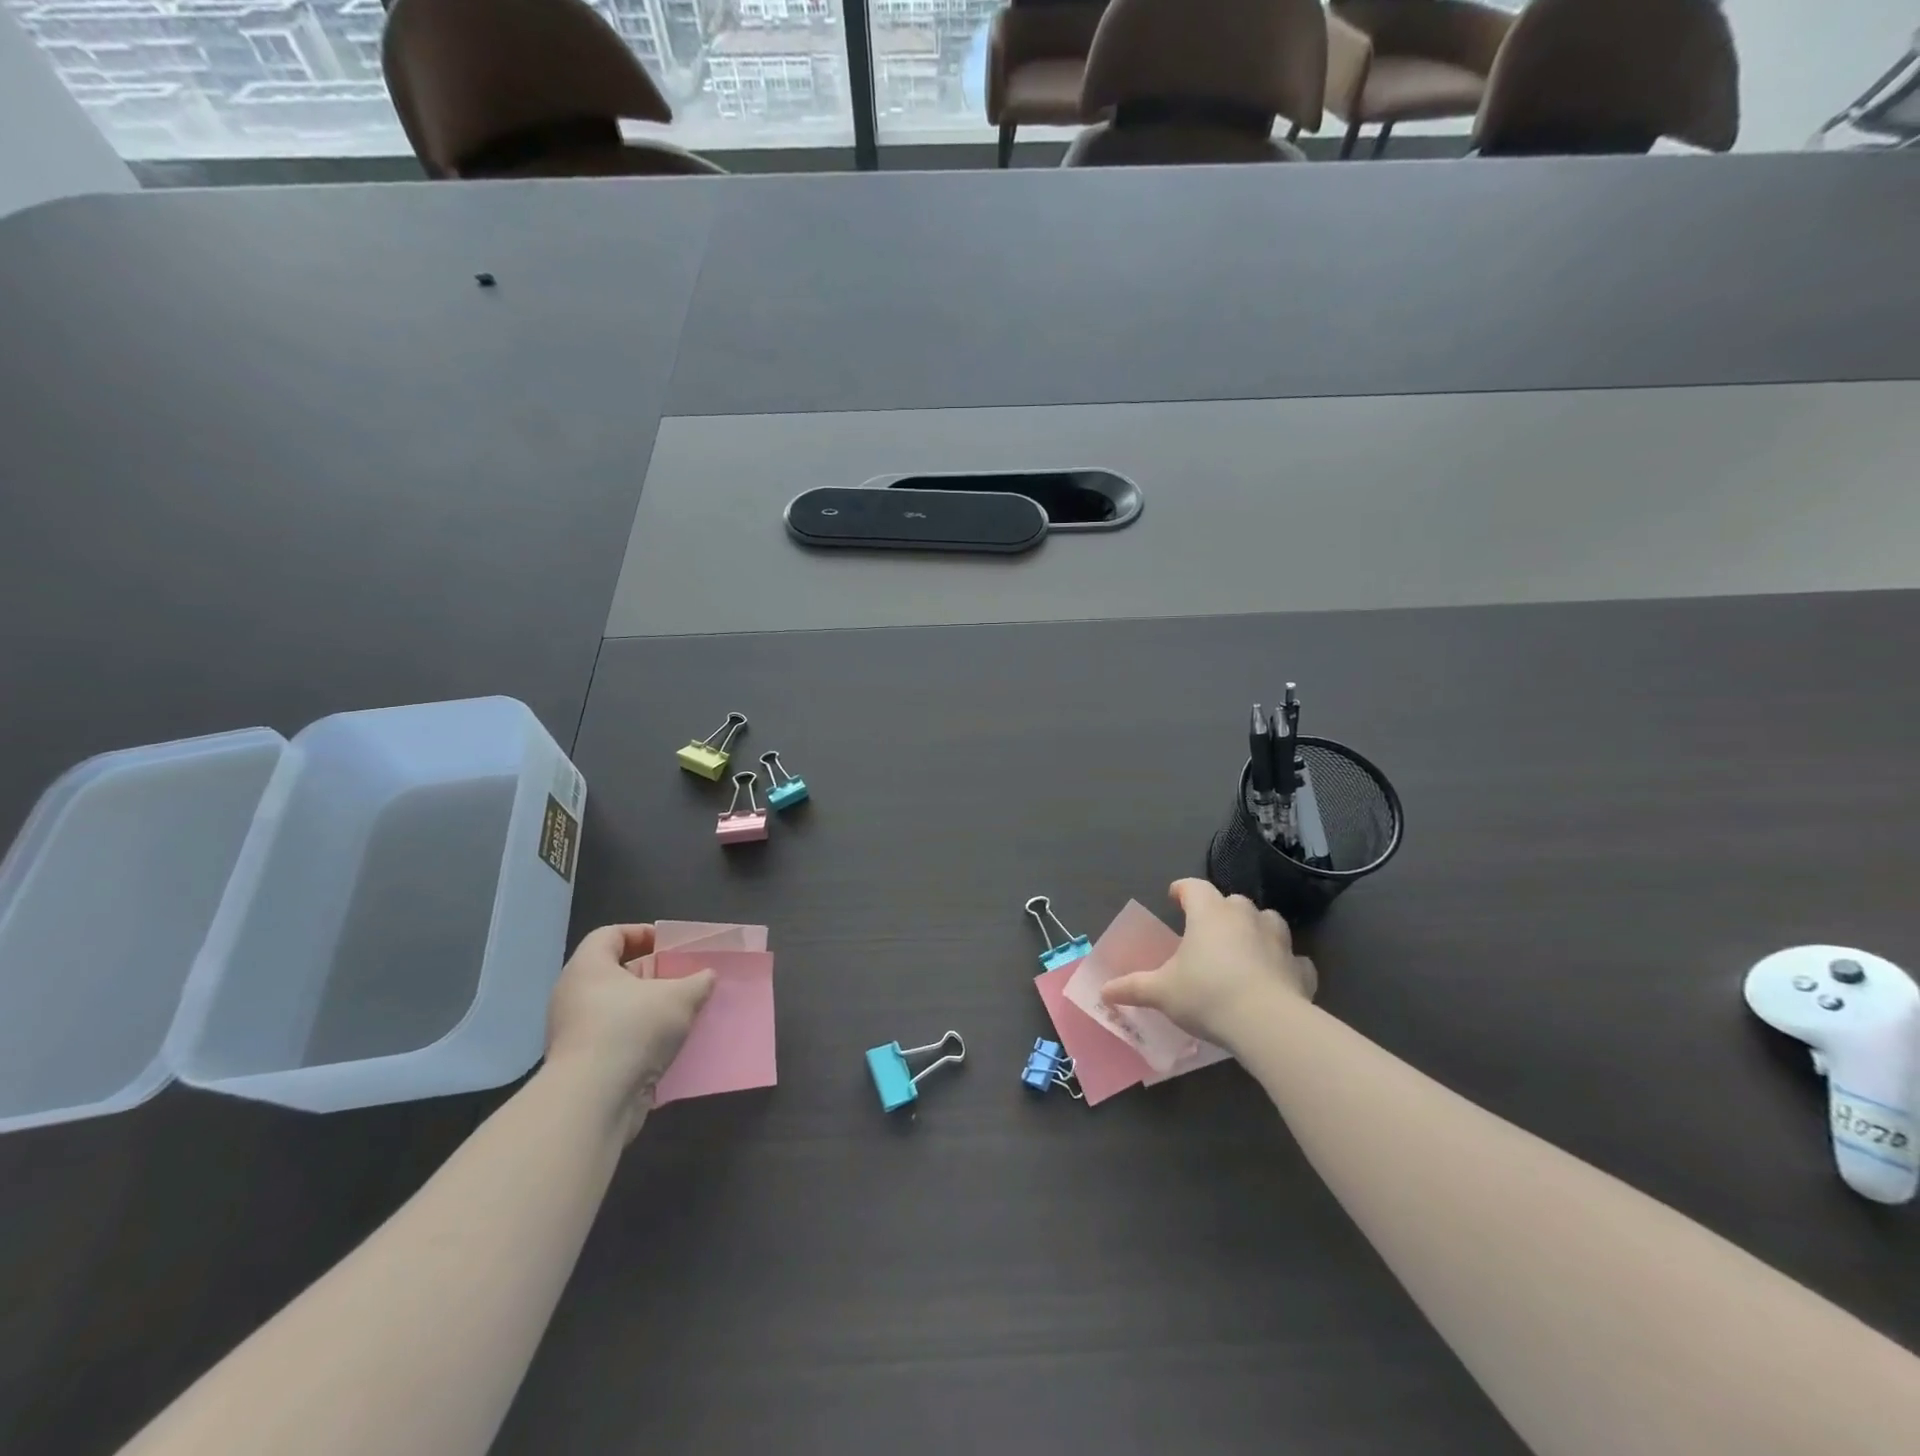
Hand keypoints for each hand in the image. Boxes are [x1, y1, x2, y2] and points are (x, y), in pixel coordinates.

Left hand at [544, 924, 714, 1140]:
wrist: (592, 1101)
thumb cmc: (632, 1030)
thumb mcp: (680, 997)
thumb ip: (698, 981)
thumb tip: (707, 976)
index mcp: (589, 967)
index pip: (611, 934)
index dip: (642, 933)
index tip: (670, 945)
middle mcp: (574, 995)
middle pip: (616, 972)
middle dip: (652, 973)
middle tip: (682, 977)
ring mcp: (574, 1032)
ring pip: (617, 1008)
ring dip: (648, 1008)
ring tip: (682, 1012)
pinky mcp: (581, 1064)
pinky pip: (615, 1039)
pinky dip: (640, 1038)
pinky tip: (668, 1046)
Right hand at [1102, 879, 1315, 1050]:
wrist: (1266, 1023)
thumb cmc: (1206, 995)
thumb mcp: (1161, 992)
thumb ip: (1132, 987)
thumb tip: (1103, 991)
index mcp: (1209, 914)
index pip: (1194, 887)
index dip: (1183, 889)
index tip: (1175, 897)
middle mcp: (1245, 917)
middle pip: (1231, 901)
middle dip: (1219, 911)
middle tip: (1206, 930)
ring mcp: (1278, 940)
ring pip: (1267, 921)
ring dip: (1255, 929)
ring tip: (1244, 946)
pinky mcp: (1300, 968)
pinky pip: (1292, 958)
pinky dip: (1284, 963)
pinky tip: (1276, 976)